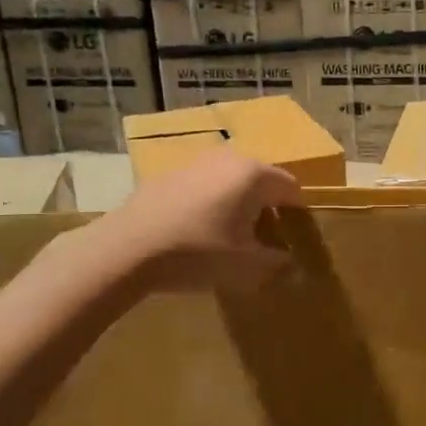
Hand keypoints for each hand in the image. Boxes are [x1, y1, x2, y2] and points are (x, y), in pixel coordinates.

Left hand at [105, 149, 302, 292]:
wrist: (127, 248)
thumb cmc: (198, 252)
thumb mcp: (246, 267)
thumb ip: (275, 262)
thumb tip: (287, 261)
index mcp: (254, 175)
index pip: (291, 187)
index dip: (297, 212)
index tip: (295, 236)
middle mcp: (228, 159)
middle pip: (261, 181)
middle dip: (267, 207)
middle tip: (265, 239)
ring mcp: (195, 163)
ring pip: (230, 182)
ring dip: (237, 204)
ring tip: (231, 236)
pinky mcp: (168, 175)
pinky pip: (203, 187)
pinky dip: (210, 204)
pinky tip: (198, 232)